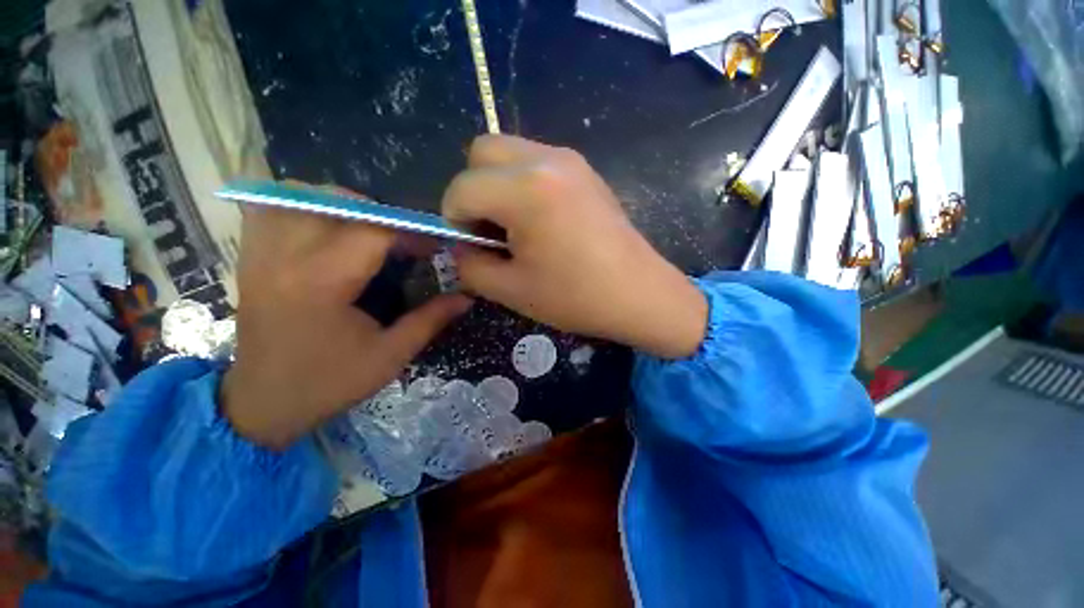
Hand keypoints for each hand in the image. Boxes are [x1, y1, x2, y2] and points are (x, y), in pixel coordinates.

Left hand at [221, 194, 471, 448]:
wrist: (263, 403)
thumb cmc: (330, 382)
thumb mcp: (391, 355)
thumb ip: (431, 319)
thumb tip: (466, 297)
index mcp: (323, 283)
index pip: (373, 231)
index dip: (412, 232)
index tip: (433, 246)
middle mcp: (285, 258)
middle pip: (337, 202)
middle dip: (382, 215)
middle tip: (403, 241)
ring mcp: (261, 254)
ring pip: (299, 196)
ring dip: (343, 205)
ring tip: (367, 230)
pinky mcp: (250, 258)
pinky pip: (270, 210)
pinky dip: (303, 207)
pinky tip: (326, 228)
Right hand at [443, 135, 706, 359]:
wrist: (639, 294)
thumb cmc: (576, 297)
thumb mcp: (511, 291)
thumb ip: (469, 265)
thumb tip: (459, 247)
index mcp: (526, 190)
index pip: (461, 188)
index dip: (455, 219)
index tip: (473, 246)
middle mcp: (546, 159)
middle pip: (481, 152)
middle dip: (473, 190)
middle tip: (491, 230)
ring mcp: (570, 160)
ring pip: (509, 152)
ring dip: (498, 185)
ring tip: (517, 227)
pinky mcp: (584, 170)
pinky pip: (536, 161)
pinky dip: (522, 184)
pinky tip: (541, 220)